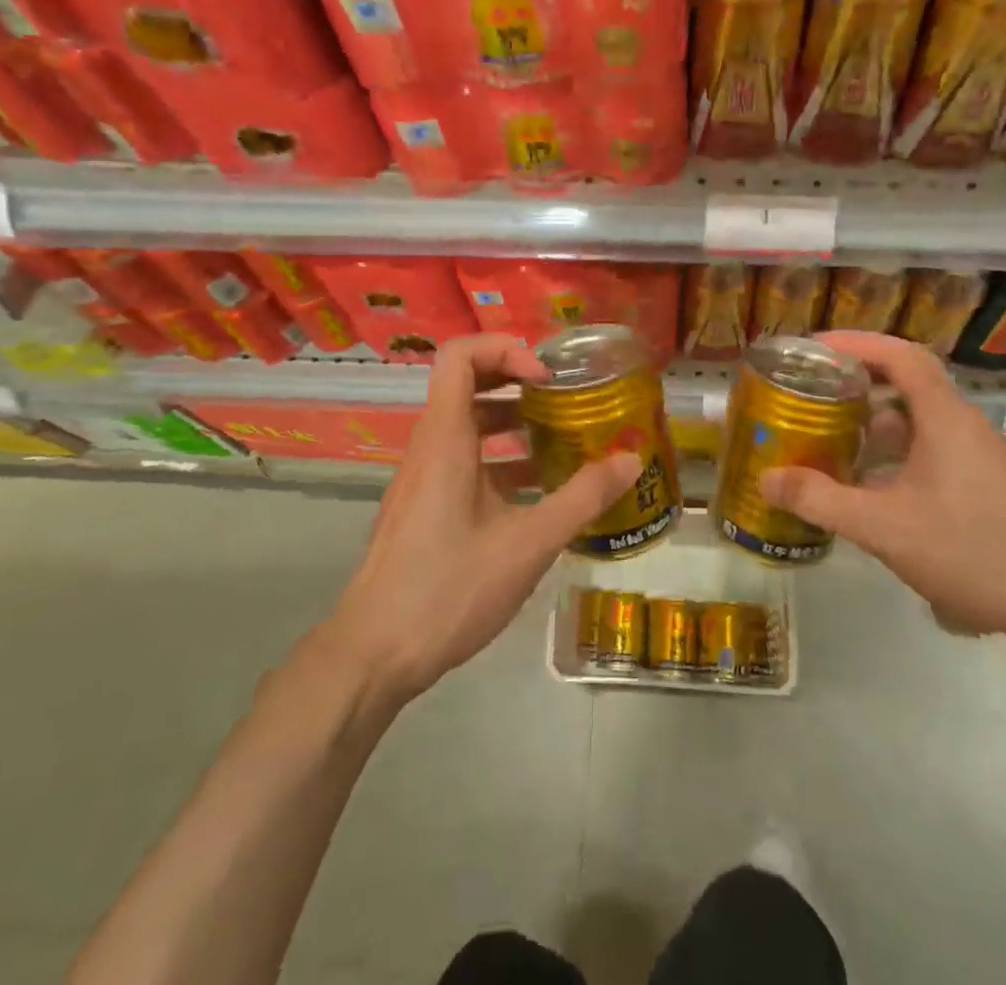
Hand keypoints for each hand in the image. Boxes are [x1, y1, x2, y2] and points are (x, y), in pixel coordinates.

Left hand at [327, 333, 639, 705]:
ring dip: (513, 423)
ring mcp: (423, 478)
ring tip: (562, 440)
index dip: (506, 350)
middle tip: (563, 399)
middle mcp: (429, 447)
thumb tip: (632, 459)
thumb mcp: (528, 543)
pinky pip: (464, 462)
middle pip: (467, 383)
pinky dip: (501, 461)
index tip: (546, 380)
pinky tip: (539, 494)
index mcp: (445, 438)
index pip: (460, 355)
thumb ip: (583, 497)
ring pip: (468, 426)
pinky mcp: (425, 508)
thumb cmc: (449, 589)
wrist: (374, 656)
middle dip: (517, 382)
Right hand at [759, 330, 1005, 647]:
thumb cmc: (972, 550)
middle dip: (856, 379)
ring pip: (915, 419)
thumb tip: (766, 477)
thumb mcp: (885, 527)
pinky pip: (925, 448)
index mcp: (944, 417)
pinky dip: (890, 452)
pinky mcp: (978, 483)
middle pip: (905, 381)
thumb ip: (822, 500)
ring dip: (872, 419)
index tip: (814, 348)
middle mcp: (960, 425)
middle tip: (810, 389)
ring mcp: (973, 455)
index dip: (857, 342)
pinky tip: (864, 484)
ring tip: (827, 433)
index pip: (900, 355)